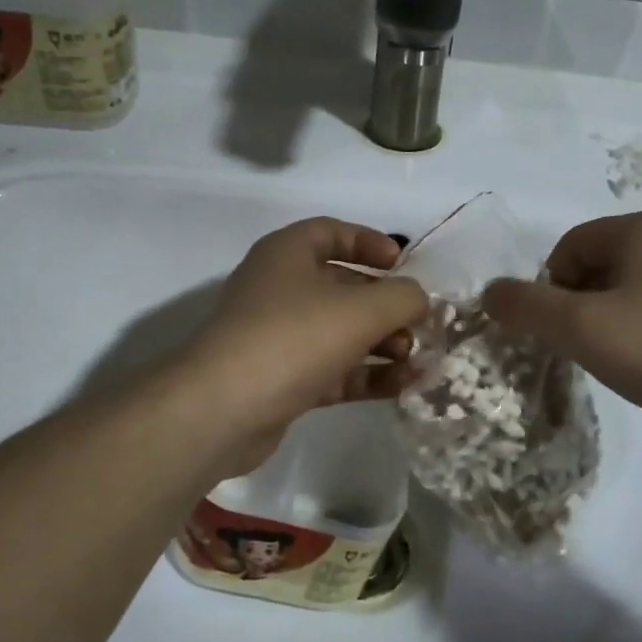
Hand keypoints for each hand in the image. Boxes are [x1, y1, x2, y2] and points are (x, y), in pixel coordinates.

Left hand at [181, 219, 428, 469]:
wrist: (223, 409)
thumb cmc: (294, 338)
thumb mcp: (361, 309)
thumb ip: (402, 297)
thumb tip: (418, 300)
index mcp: (288, 254)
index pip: (331, 232)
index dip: (370, 242)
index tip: (403, 264)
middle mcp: (279, 289)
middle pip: (342, 286)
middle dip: (385, 304)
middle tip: (418, 323)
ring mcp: (278, 337)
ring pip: (339, 332)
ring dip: (381, 343)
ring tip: (415, 359)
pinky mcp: (282, 380)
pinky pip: (333, 369)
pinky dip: (366, 374)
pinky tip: (402, 386)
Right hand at [482, 210, 641, 437]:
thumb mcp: (582, 329)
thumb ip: (527, 307)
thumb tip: (490, 292)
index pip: (568, 246)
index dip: (549, 289)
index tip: (557, 333)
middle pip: (601, 264)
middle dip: (581, 305)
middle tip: (585, 349)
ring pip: (636, 287)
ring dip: (613, 319)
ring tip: (622, 360)